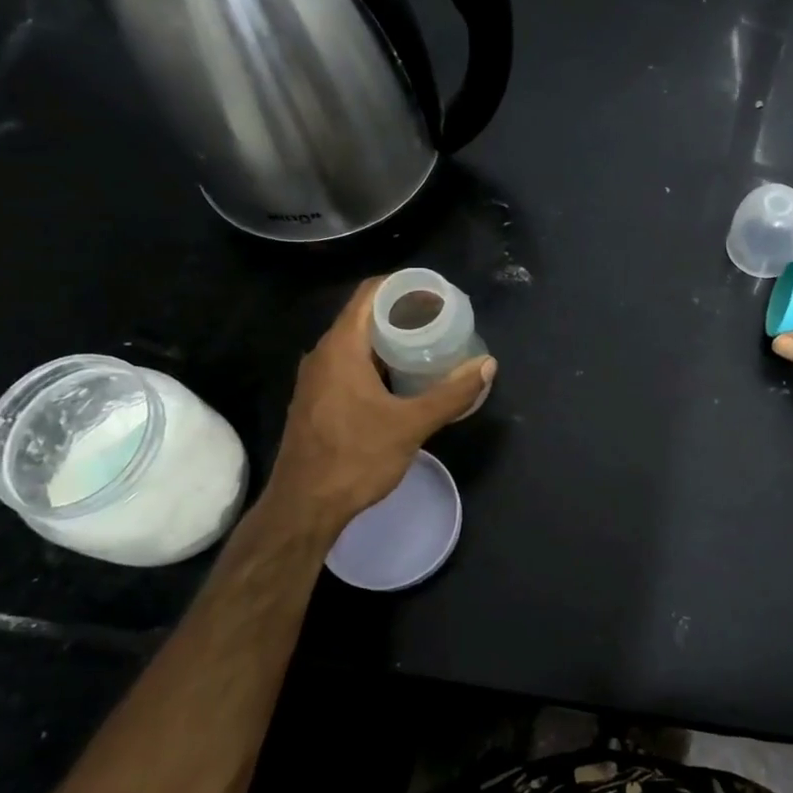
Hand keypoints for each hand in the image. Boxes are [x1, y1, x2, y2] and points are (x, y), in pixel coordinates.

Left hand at [261, 279, 493, 535]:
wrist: (304, 507)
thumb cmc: (355, 458)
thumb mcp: (411, 425)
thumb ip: (451, 393)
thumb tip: (487, 365)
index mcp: (341, 348)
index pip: (370, 293)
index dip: (403, 285)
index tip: (437, 293)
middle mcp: (323, 355)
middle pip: (364, 316)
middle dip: (403, 314)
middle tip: (442, 320)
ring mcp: (316, 379)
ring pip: (357, 344)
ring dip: (390, 341)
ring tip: (429, 347)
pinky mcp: (317, 401)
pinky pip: (349, 366)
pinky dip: (377, 362)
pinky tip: (402, 380)